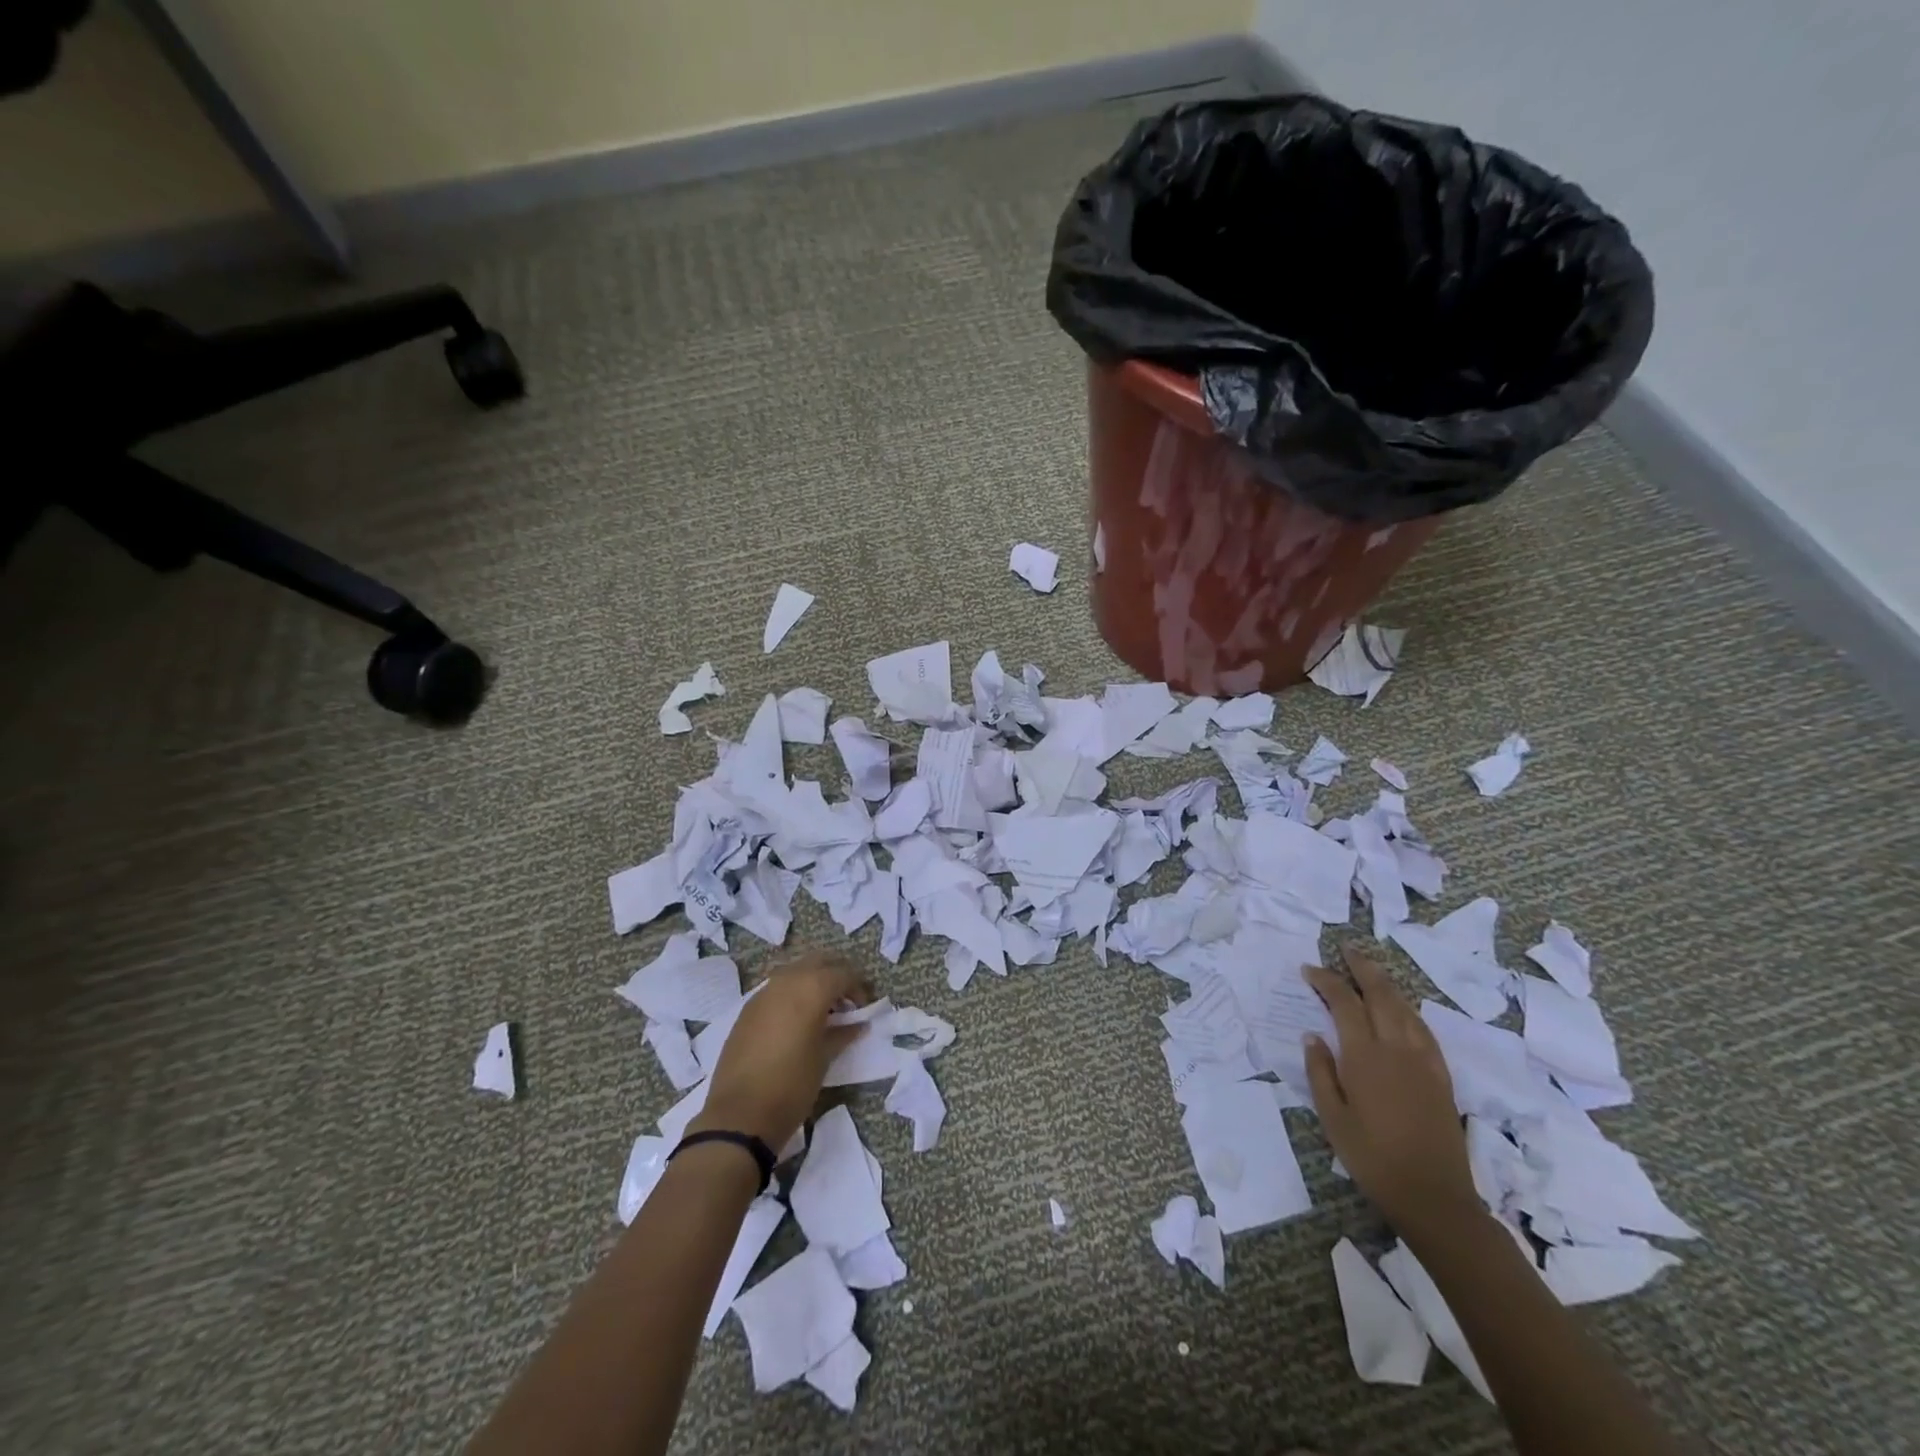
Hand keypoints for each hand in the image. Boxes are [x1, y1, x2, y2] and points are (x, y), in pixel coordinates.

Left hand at [688, 949, 870, 1154]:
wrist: (740, 1114)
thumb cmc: (792, 1084)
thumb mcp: (825, 1057)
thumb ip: (843, 1033)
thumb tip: (858, 1024)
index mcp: (811, 988)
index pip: (843, 973)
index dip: (858, 988)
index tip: (863, 1008)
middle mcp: (787, 980)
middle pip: (819, 962)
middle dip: (835, 976)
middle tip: (846, 1002)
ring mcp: (763, 993)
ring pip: (796, 971)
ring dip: (812, 982)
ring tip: (822, 1012)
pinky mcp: (747, 1009)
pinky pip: (777, 989)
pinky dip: (792, 994)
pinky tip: (796, 1022)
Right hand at [1304, 948, 1478, 1234]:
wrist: (1433, 1196)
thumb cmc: (1371, 1158)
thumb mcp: (1332, 1117)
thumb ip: (1320, 1071)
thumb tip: (1312, 1036)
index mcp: (1365, 1056)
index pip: (1344, 1003)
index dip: (1326, 980)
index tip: (1308, 970)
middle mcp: (1396, 1048)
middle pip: (1381, 993)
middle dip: (1362, 967)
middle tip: (1345, 949)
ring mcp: (1424, 1060)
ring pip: (1405, 1007)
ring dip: (1386, 983)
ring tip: (1370, 970)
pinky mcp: (1441, 1075)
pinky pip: (1423, 1029)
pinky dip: (1407, 1009)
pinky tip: (1401, 1010)